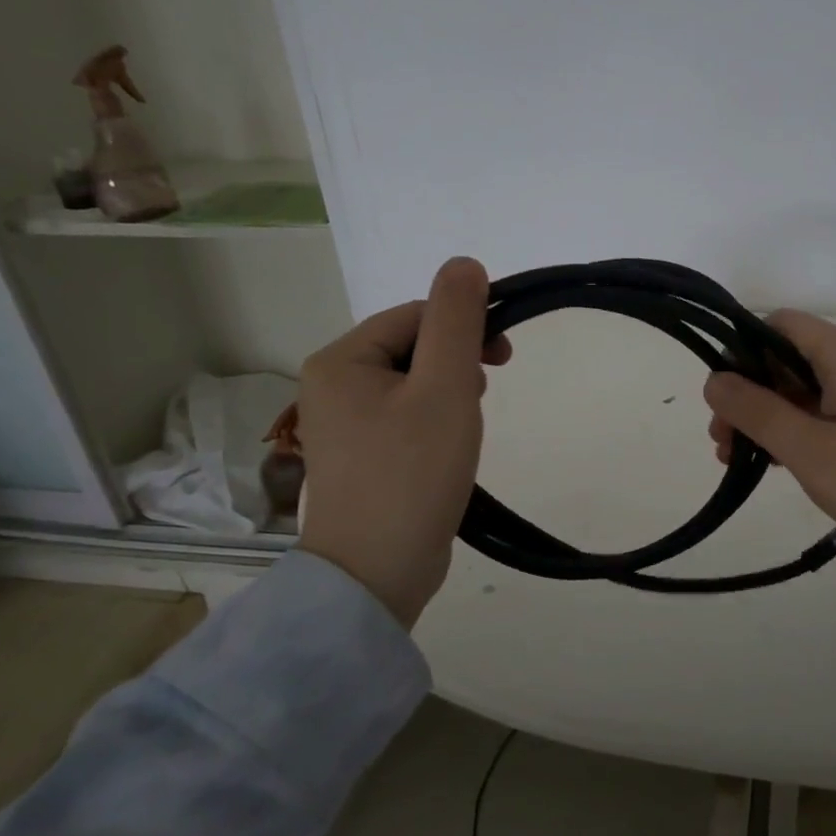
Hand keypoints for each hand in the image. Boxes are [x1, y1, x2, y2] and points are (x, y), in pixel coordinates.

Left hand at [296, 257, 510, 628]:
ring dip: (450, 394)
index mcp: (341, 360)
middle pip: (412, 347)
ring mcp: (343, 424)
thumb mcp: (445, 388)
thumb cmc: (412, 473)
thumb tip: (464, 263)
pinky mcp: (361, 456)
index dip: (464, 328)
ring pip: (413, 383)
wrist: (377, 573)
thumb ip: (456, 321)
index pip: (415, 316)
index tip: (504, 359)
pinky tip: (449, 448)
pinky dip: (435, 421)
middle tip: (483, 398)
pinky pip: (405, 416)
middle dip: (457, 365)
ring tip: (465, 429)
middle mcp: (331, 384)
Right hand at [704, 312, 835, 619]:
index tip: (724, 402)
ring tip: (747, 462)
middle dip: (750, 395)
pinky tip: (787, 464)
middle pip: (788, 358)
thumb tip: (714, 379)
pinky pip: (830, 409)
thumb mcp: (810, 449)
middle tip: (725, 445)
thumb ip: (756, 412)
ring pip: (806, 387)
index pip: (775, 325)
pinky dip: (801, 429)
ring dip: (772, 417)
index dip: (741, 354)